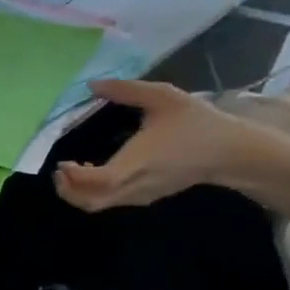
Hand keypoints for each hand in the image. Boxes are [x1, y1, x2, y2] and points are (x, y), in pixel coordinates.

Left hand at [55, 80, 256, 210]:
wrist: (230, 151)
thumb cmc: (196, 123)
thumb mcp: (163, 97)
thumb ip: (126, 90)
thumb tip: (92, 84)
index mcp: (137, 163)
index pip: (98, 181)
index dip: (74, 177)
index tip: (64, 162)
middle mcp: (134, 185)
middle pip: (90, 202)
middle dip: (67, 190)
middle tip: (59, 171)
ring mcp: (139, 196)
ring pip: (98, 206)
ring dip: (78, 193)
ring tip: (71, 171)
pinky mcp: (144, 198)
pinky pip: (110, 202)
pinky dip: (93, 193)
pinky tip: (92, 172)